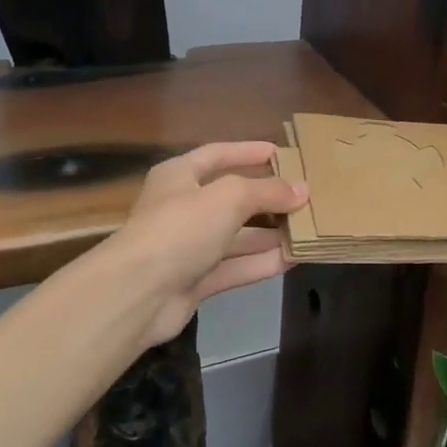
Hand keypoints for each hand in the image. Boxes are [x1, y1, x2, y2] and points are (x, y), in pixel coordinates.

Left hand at [98, 141, 307, 347]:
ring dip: (270, 233)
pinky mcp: (195, 281)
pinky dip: (262, 262)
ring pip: (236, 235)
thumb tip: (303, 190)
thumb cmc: (181, 228)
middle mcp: (182, 208)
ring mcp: (188, 247)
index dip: (249, 152)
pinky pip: (235, 266)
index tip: (283, 153)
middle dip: (267, 197)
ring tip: (308, 228)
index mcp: (179, 175)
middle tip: (305, 196)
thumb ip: (268, 191)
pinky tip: (294, 259)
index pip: (218, 154)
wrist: (138, 294)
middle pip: (231, 197)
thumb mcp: (229, 197)